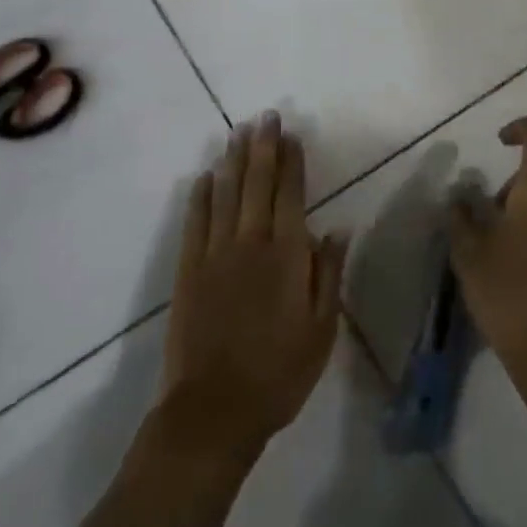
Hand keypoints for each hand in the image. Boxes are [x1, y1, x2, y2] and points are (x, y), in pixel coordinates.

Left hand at [159, 111, 348, 458]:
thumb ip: (328, 273)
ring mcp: (215, 255)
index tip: (292, 135)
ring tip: (237, 132)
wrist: (215, 410)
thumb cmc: (279, 372)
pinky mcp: (188, 271)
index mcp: (287, 256)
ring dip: (232, 161)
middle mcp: (250, 244)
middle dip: (262, 148)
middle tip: (265, 117)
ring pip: (225, 195)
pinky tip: (204, 177)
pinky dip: (200, 196)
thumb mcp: (322, 328)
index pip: (290, 195)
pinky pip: (195, 223)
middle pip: (256, 185)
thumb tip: (338, 228)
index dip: (292, 162)